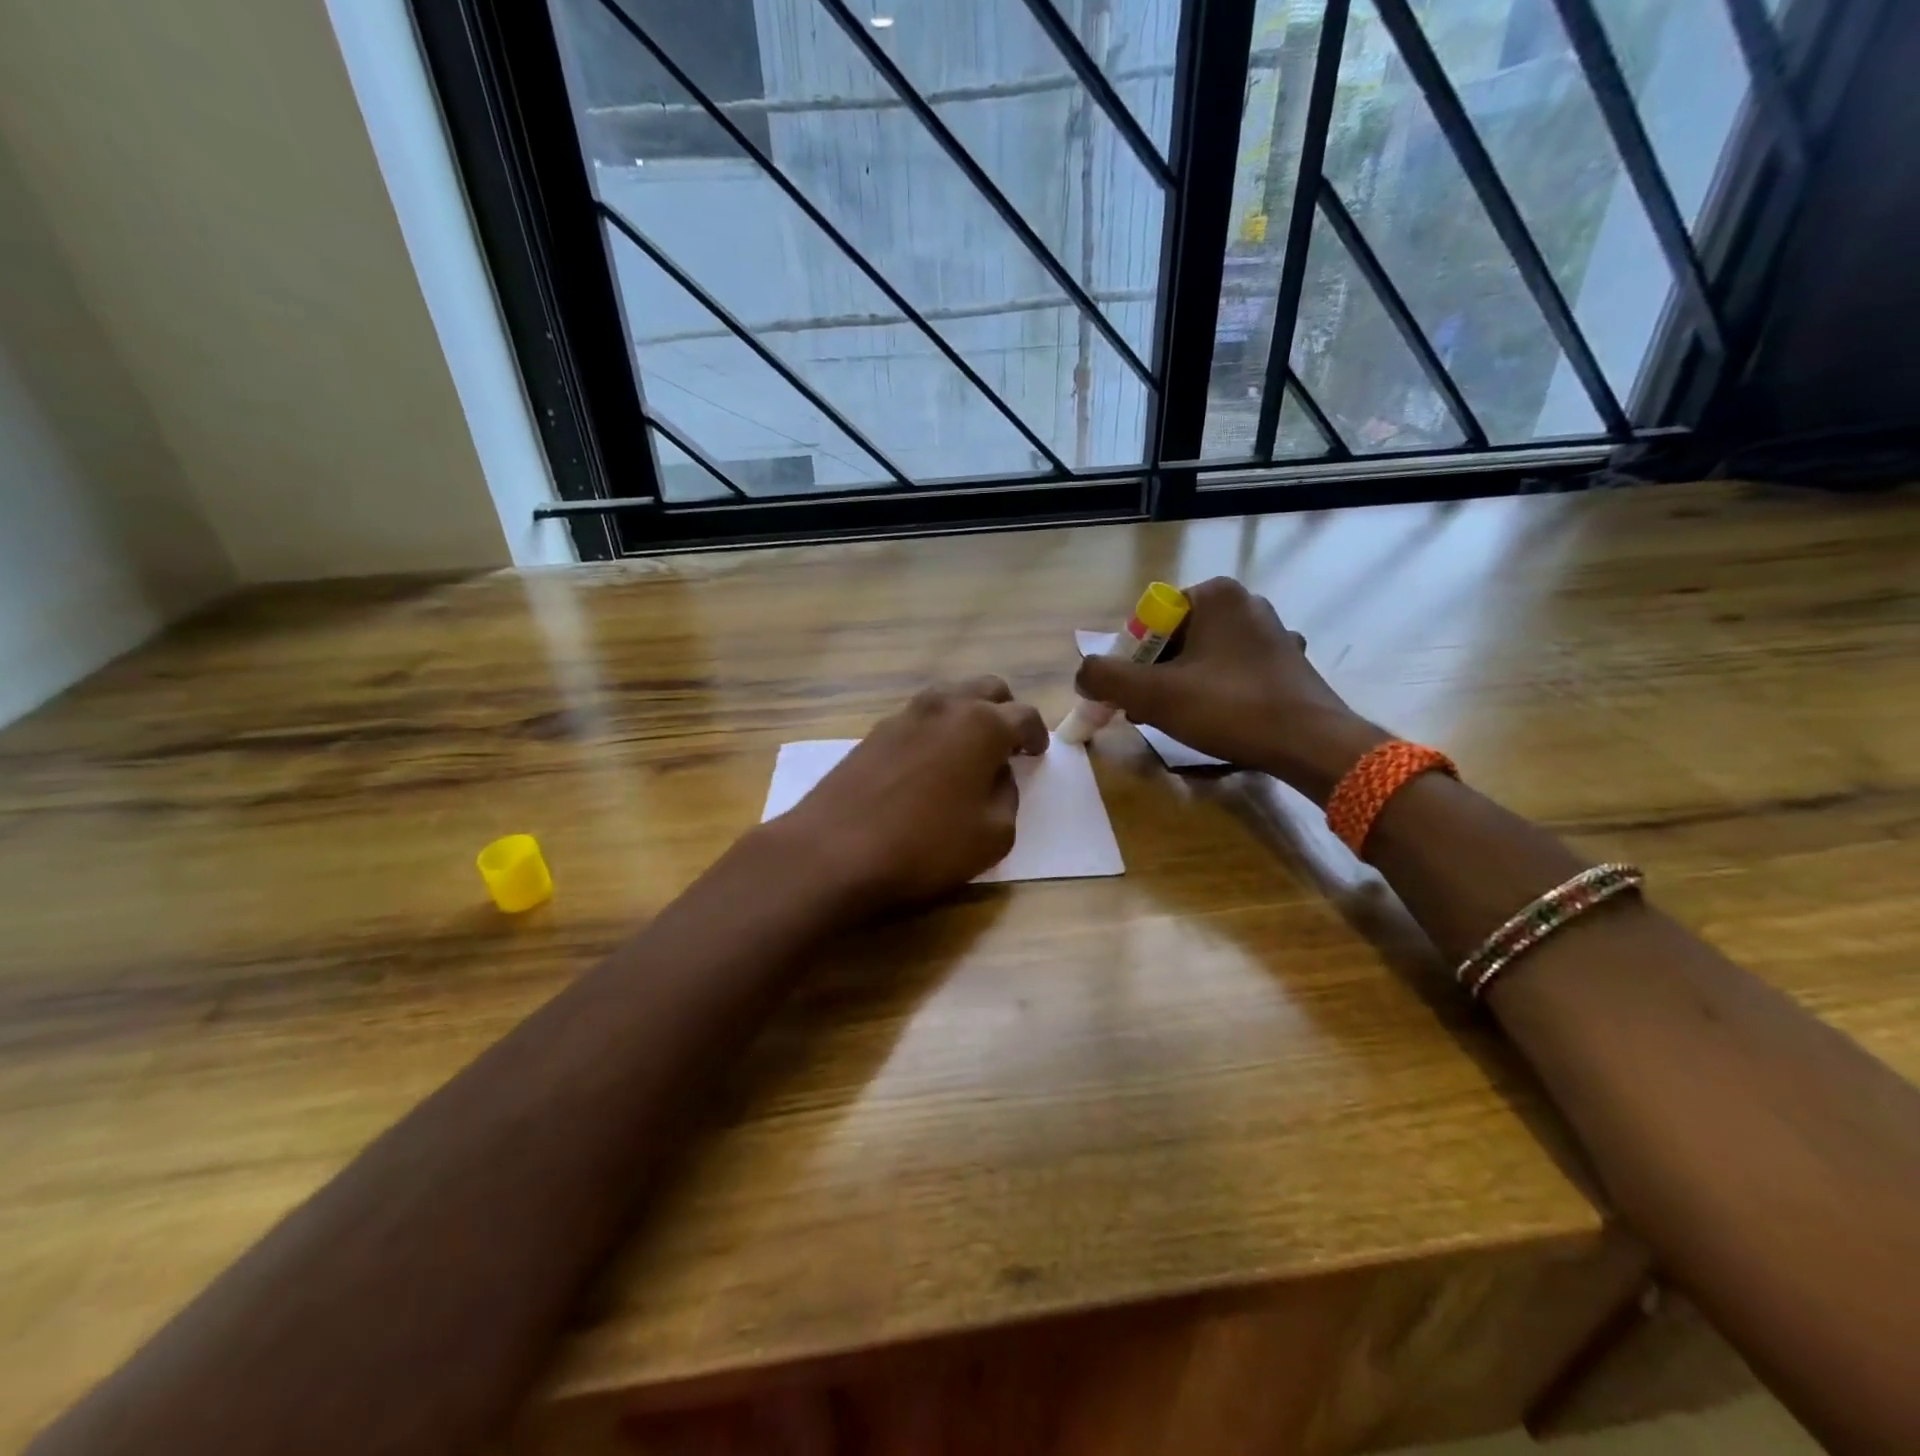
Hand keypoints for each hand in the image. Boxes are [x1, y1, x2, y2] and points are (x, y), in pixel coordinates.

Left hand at [778, 677, 1048, 909]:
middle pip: (987, 689)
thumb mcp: (994, 834)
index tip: (1035, 753)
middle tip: (1007, 745)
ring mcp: (904, 715)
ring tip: (968, 752)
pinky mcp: (873, 732)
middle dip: (1004, 711)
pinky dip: (935, 730)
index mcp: (982, 724)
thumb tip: (998, 775)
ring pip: (948, 697)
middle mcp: (944, 706)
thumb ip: (1007, 795)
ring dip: (967, 715)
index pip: (1024, 715)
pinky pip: (918, 718)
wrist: (834, 851)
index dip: (1037, 735)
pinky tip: (929, 763)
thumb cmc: (925, 846)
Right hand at [1074, 577, 1385, 802]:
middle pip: (1175, 638)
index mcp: (1215, 594)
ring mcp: (1272, 631)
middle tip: (1146, 711)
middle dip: (1153, 675)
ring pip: (1203, 657)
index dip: (1129, 660)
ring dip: (1180, 686)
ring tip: (1176, 721)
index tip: (1129, 695)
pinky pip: (1232, 670)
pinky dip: (1214, 691)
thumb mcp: (1153, 694)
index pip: (1148, 620)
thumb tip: (1082, 675)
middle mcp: (1245, 601)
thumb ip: (1105, 678)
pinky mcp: (1287, 660)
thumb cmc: (1229, 708)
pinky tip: (1214, 720)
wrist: (1311, 744)